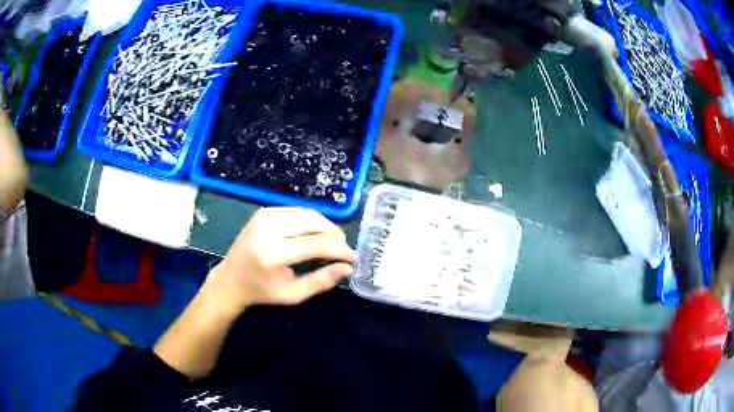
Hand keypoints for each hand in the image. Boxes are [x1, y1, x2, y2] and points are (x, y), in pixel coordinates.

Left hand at [206, 207, 356, 310]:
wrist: (231, 278)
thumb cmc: (262, 291)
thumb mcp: (293, 294)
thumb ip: (321, 281)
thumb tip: (347, 267)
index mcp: (273, 253)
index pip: (316, 244)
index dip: (339, 249)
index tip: (353, 257)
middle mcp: (268, 229)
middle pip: (314, 222)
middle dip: (334, 234)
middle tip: (343, 249)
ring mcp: (264, 216)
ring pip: (307, 213)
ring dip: (324, 226)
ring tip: (331, 242)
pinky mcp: (263, 211)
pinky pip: (296, 211)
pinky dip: (310, 221)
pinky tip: (313, 234)